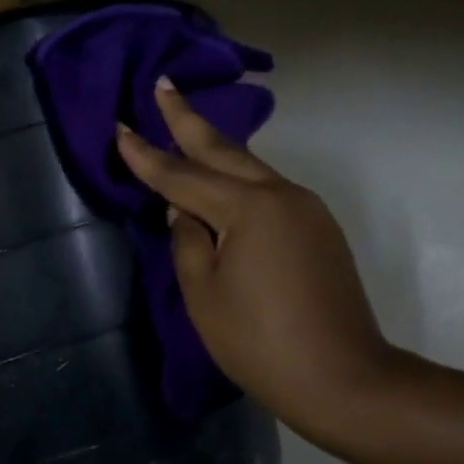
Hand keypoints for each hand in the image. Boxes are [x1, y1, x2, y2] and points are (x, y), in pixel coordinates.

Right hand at [116, 79, 401, 437]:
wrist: (342, 378)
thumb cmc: (259, 342)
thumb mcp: (204, 295)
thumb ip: (187, 242)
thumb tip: (185, 212)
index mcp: (248, 208)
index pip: (183, 175)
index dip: (147, 154)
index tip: (120, 126)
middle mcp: (282, 195)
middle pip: (226, 151)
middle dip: (189, 120)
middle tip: (164, 86)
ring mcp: (308, 210)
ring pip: (252, 169)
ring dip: (217, 149)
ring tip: (187, 129)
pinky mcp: (320, 230)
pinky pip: (271, 193)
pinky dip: (241, 181)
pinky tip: (225, 184)